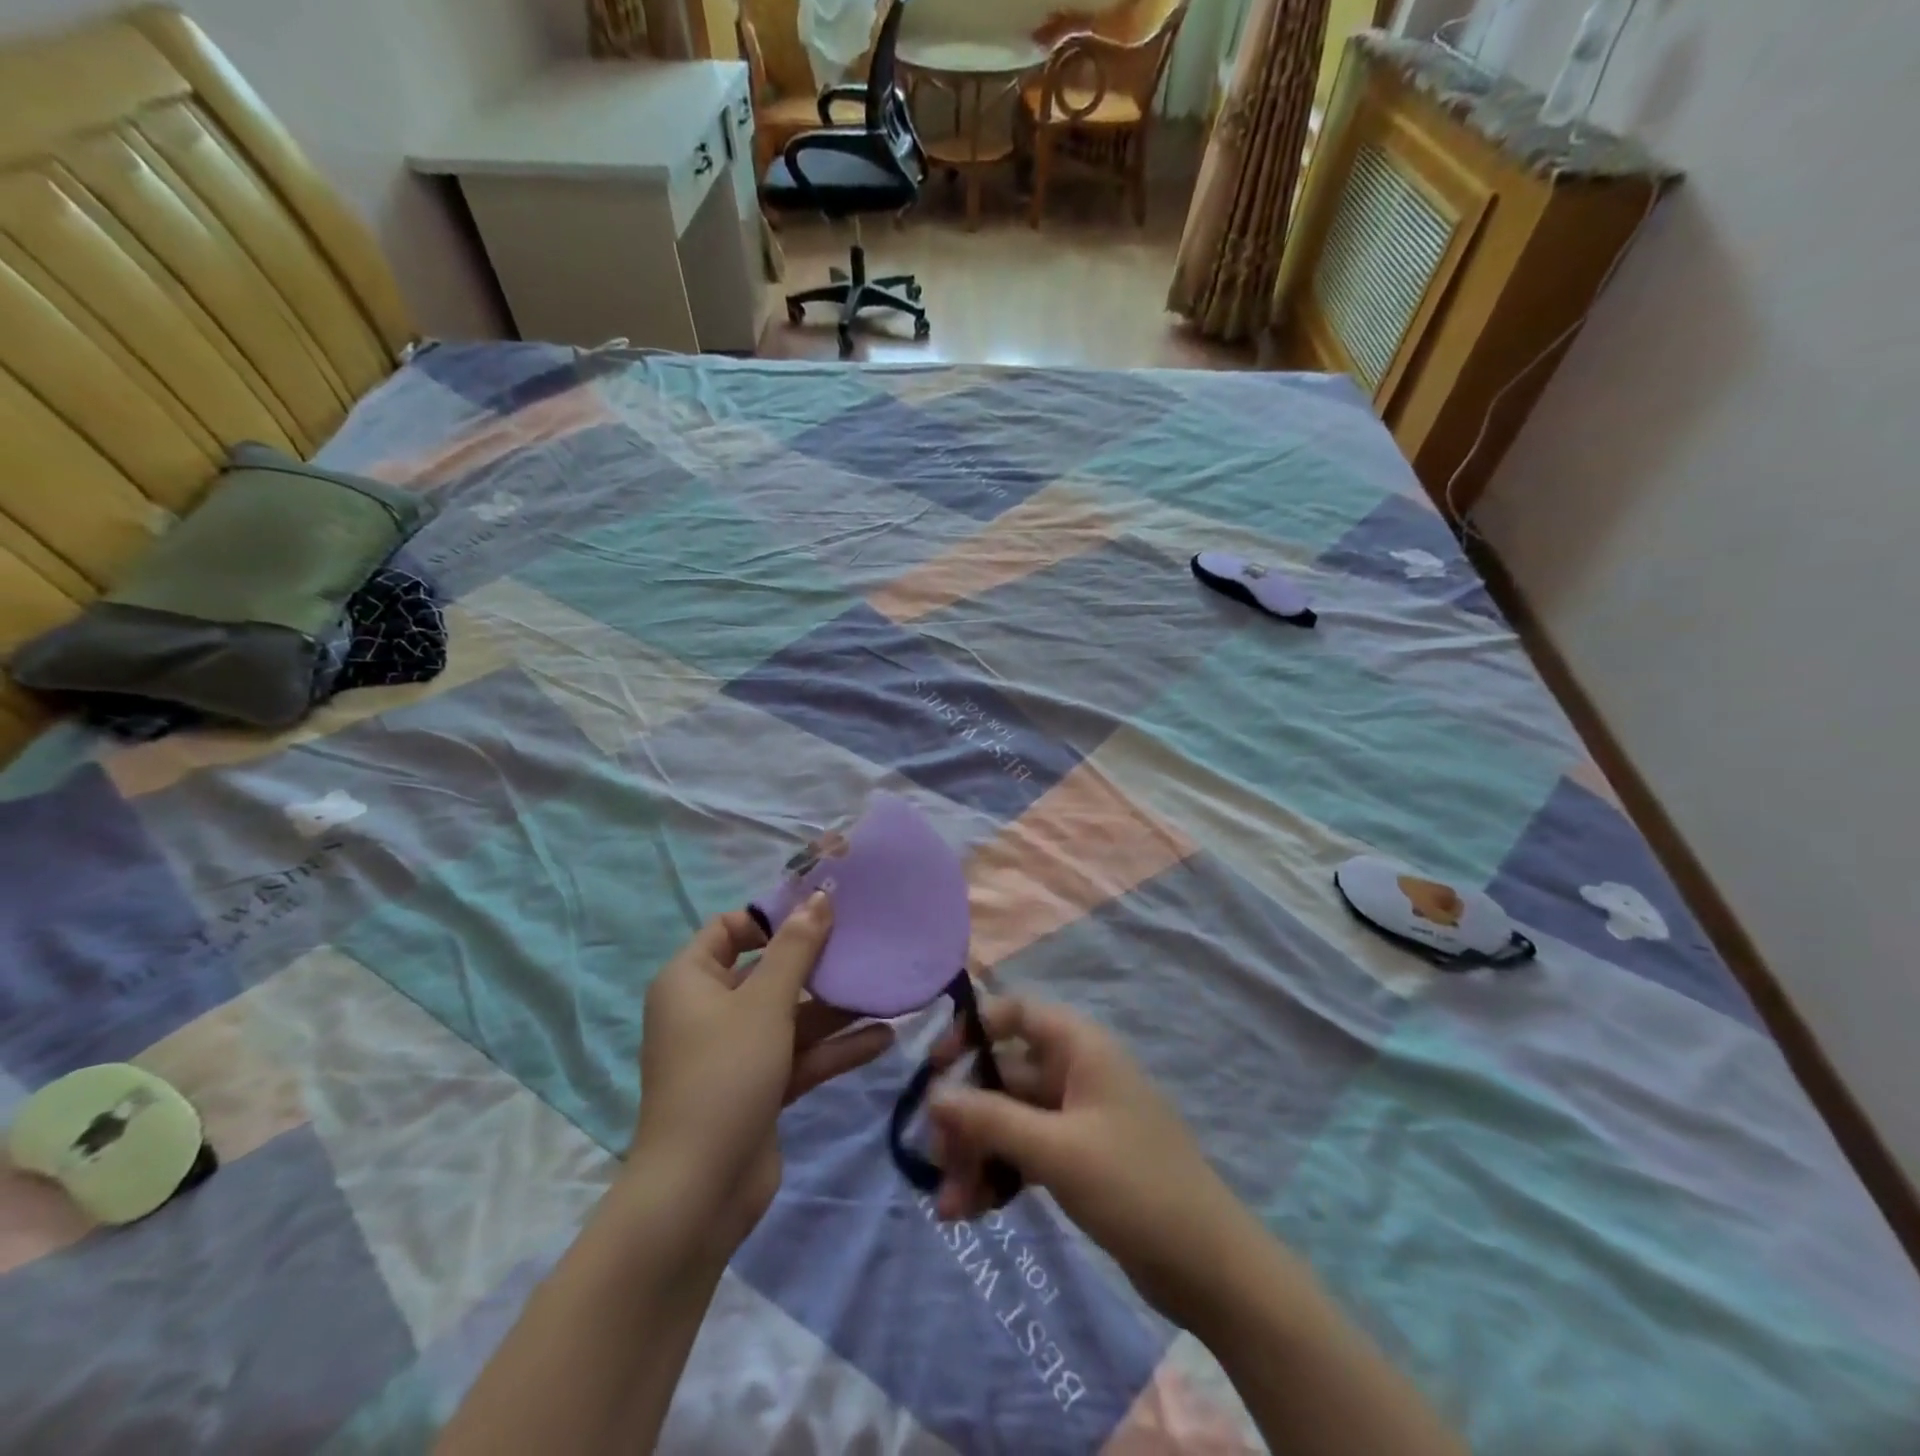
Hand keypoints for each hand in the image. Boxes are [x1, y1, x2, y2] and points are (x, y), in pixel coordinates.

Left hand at [632, 893, 893, 1259]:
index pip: (729, 929)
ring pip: (790, 1017)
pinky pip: (799, 1055)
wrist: (700, 1191)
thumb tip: (819, 896)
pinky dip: (834, 1047)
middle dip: (817, 964)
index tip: (820, 913)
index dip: (772, 918)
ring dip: (834, 1008)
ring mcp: (735, 1053)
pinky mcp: (759, 1088)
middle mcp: (709, 1011)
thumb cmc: (725, 1074)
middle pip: (768, 972)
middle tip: (864, 946)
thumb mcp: (765, 1002)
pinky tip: (882, 1037)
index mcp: (691, 981)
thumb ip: (796, 948)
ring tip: (884, 990)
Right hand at [926, 996, 1252, 1322]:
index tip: (936, 1067)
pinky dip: (998, 1174)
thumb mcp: (1056, 1150)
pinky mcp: (1077, 1160)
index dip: (972, 1030)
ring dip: (977, 1155)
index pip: (1015, 1012)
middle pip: (1003, 1075)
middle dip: (966, 1116)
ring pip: (1009, 1120)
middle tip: (935, 1160)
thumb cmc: (1134, 1186)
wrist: (1210, 1267)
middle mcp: (1076, 1072)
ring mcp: (1076, 1118)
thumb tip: (932, 1095)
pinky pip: (1025, 1152)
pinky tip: (972, 1211)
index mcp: (1080, 1047)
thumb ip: (991, 1120)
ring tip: (949, 1207)